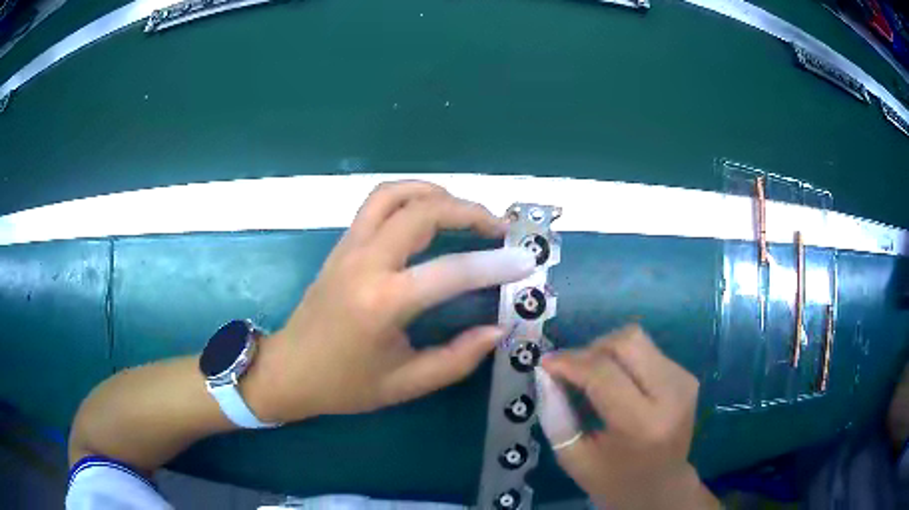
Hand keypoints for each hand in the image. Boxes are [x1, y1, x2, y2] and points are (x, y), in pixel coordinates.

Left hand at [246, 181, 535, 422]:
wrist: (288, 370)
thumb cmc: (344, 385)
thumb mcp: (405, 384)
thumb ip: (457, 359)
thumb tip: (498, 330)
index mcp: (382, 302)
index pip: (451, 271)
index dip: (496, 265)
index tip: (527, 261)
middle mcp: (365, 262)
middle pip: (423, 212)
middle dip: (470, 212)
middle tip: (500, 229)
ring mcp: (349, 247)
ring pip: (395, 195)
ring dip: (437, 194)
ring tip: (466, 213)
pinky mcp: (342, 244)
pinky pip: (378, 203)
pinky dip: (410, 196)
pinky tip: (429, 214)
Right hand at [535, 325, 718, 509]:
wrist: (662, 487)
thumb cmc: (614, 480)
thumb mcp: (574, 458)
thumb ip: (556, 416)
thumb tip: (547, 373)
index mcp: (643, 424)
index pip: (604, 374)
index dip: (571, 362)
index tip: (546, 363)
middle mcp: (671, 395)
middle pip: (627, 342)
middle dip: (591, 349)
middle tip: (572, 370)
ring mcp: (683, 382)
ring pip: (637, 340)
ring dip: (607, 352)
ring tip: (593, 377)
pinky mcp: (687, 377)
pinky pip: (648, 351)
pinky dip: (624, 359)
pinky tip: (617, 383)